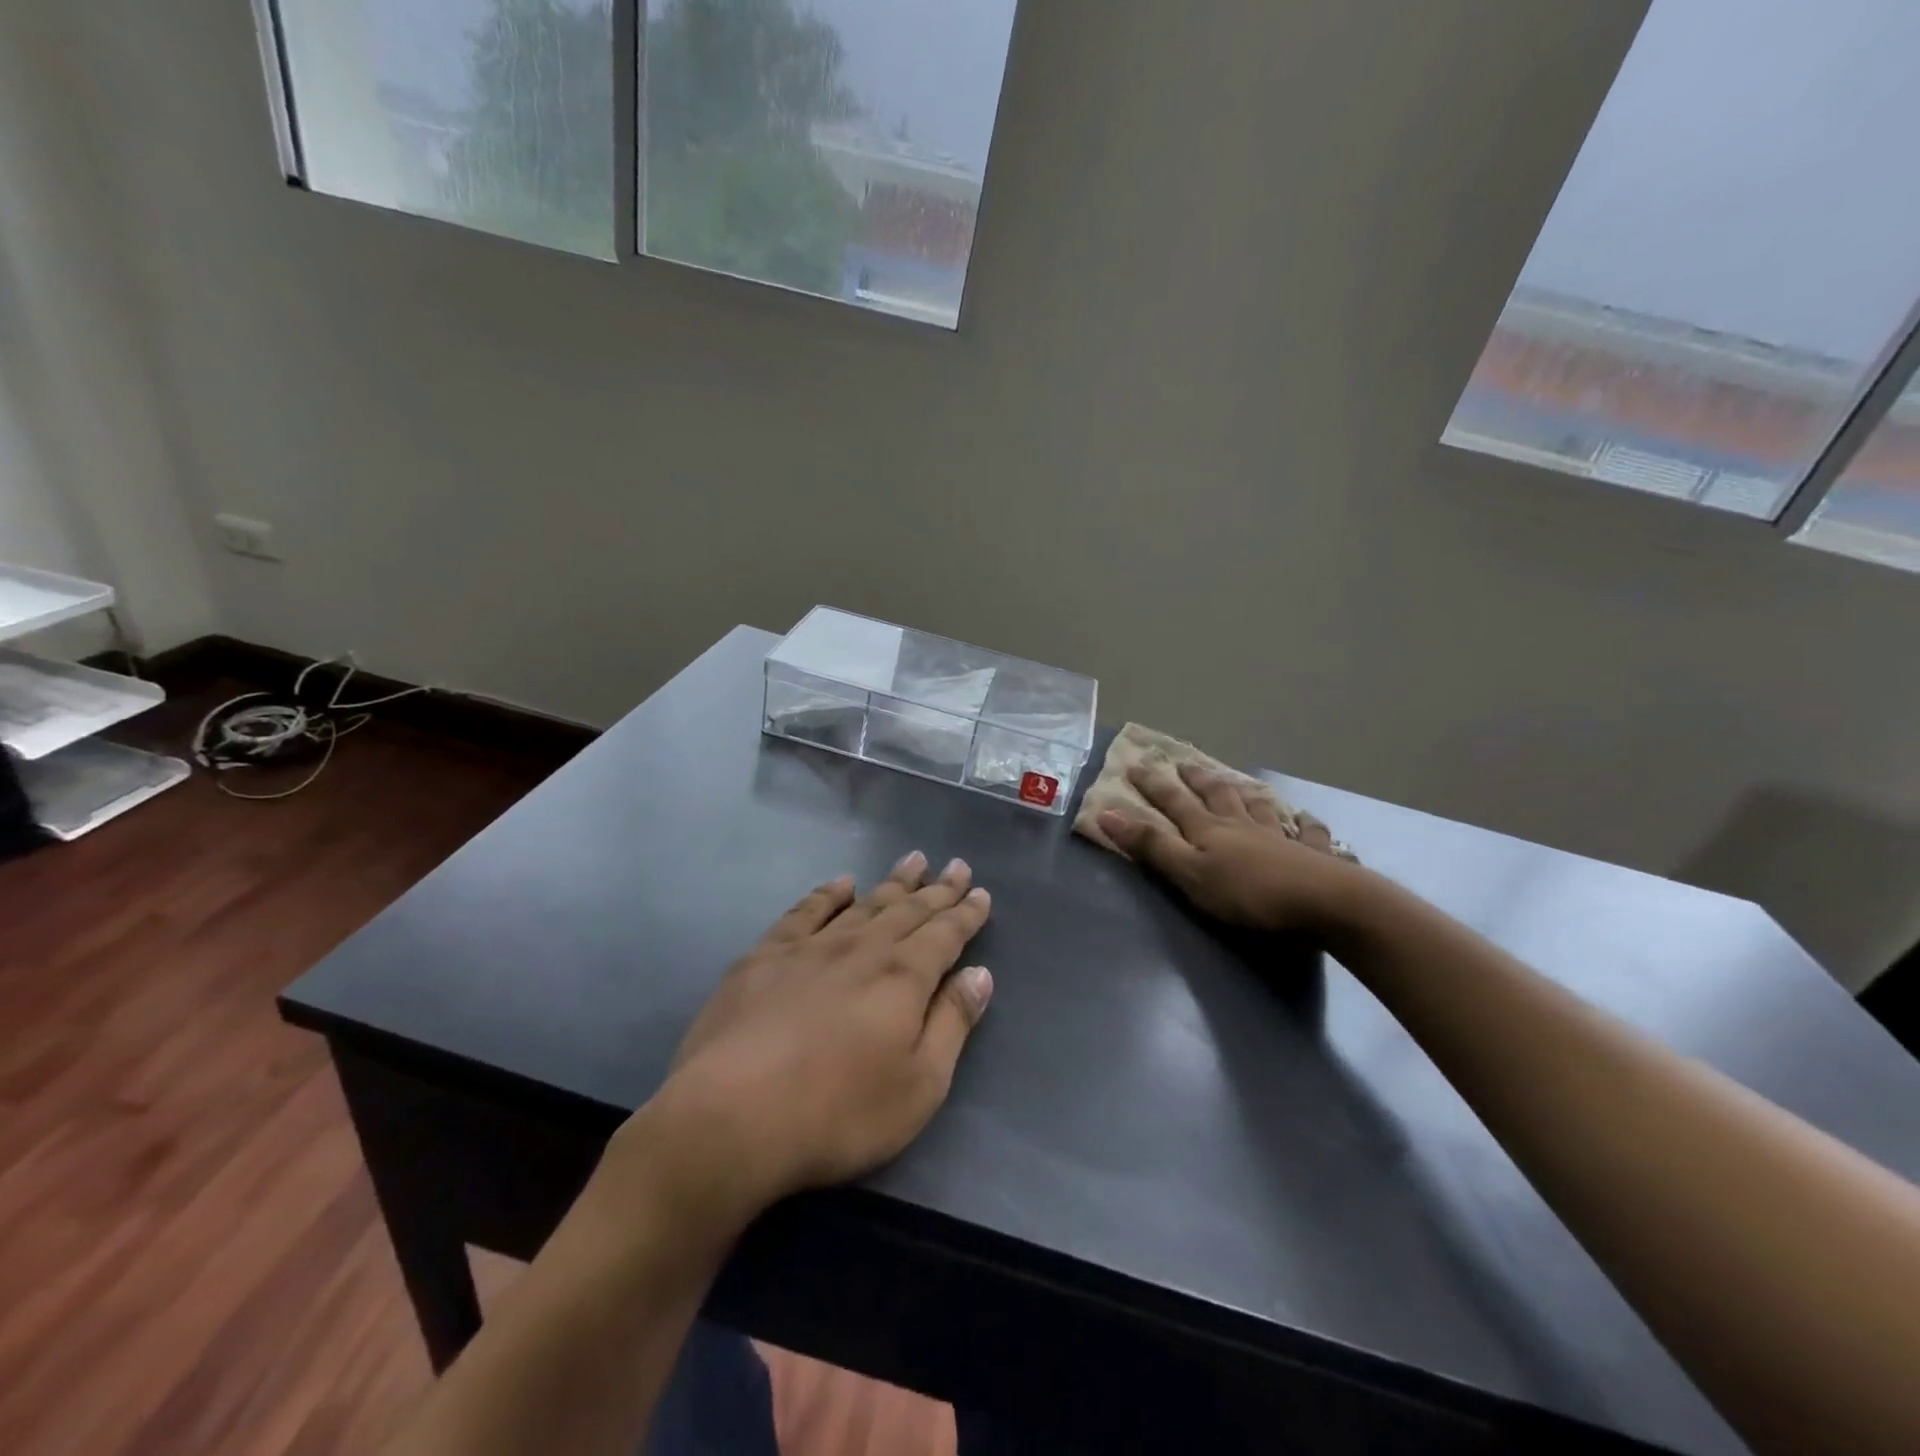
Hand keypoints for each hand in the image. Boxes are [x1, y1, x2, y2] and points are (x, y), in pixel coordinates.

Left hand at [628, 852, 994, 1227]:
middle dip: (937, 888)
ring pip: (864, 903)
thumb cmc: (839, 1113)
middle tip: (957, 865)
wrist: (732, 1116)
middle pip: (908, 910)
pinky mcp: (765, 956)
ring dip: (892, 881)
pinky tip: (841, 884)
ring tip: (913, 859)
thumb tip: (980, 975)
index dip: (966, 913)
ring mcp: (810, 947)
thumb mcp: (919, 1085)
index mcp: (903, 977)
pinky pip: (805, 911)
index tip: (981, 892)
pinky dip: (827, 894)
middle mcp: (862, 948)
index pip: (945, 934)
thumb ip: (952, 1024)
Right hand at [1098, 762, 1356, 934]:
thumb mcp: (1190, 874)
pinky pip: (1311, 835)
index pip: (1174, 802)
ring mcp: (1282, 838)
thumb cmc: (1249, 895)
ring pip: (1260, 808)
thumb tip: (1106, 812)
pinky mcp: (1316, 857)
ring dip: (1247, 795)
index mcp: (1210, 831)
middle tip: (1186, 763)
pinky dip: (1307, 825)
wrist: (1325, 904)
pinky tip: (1307, 820)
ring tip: (1241, 784)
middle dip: (1198, 780)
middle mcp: (1244, 827)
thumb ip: (1151, 846)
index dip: (1153, 784)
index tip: (1134, 763)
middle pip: (1218, 796)